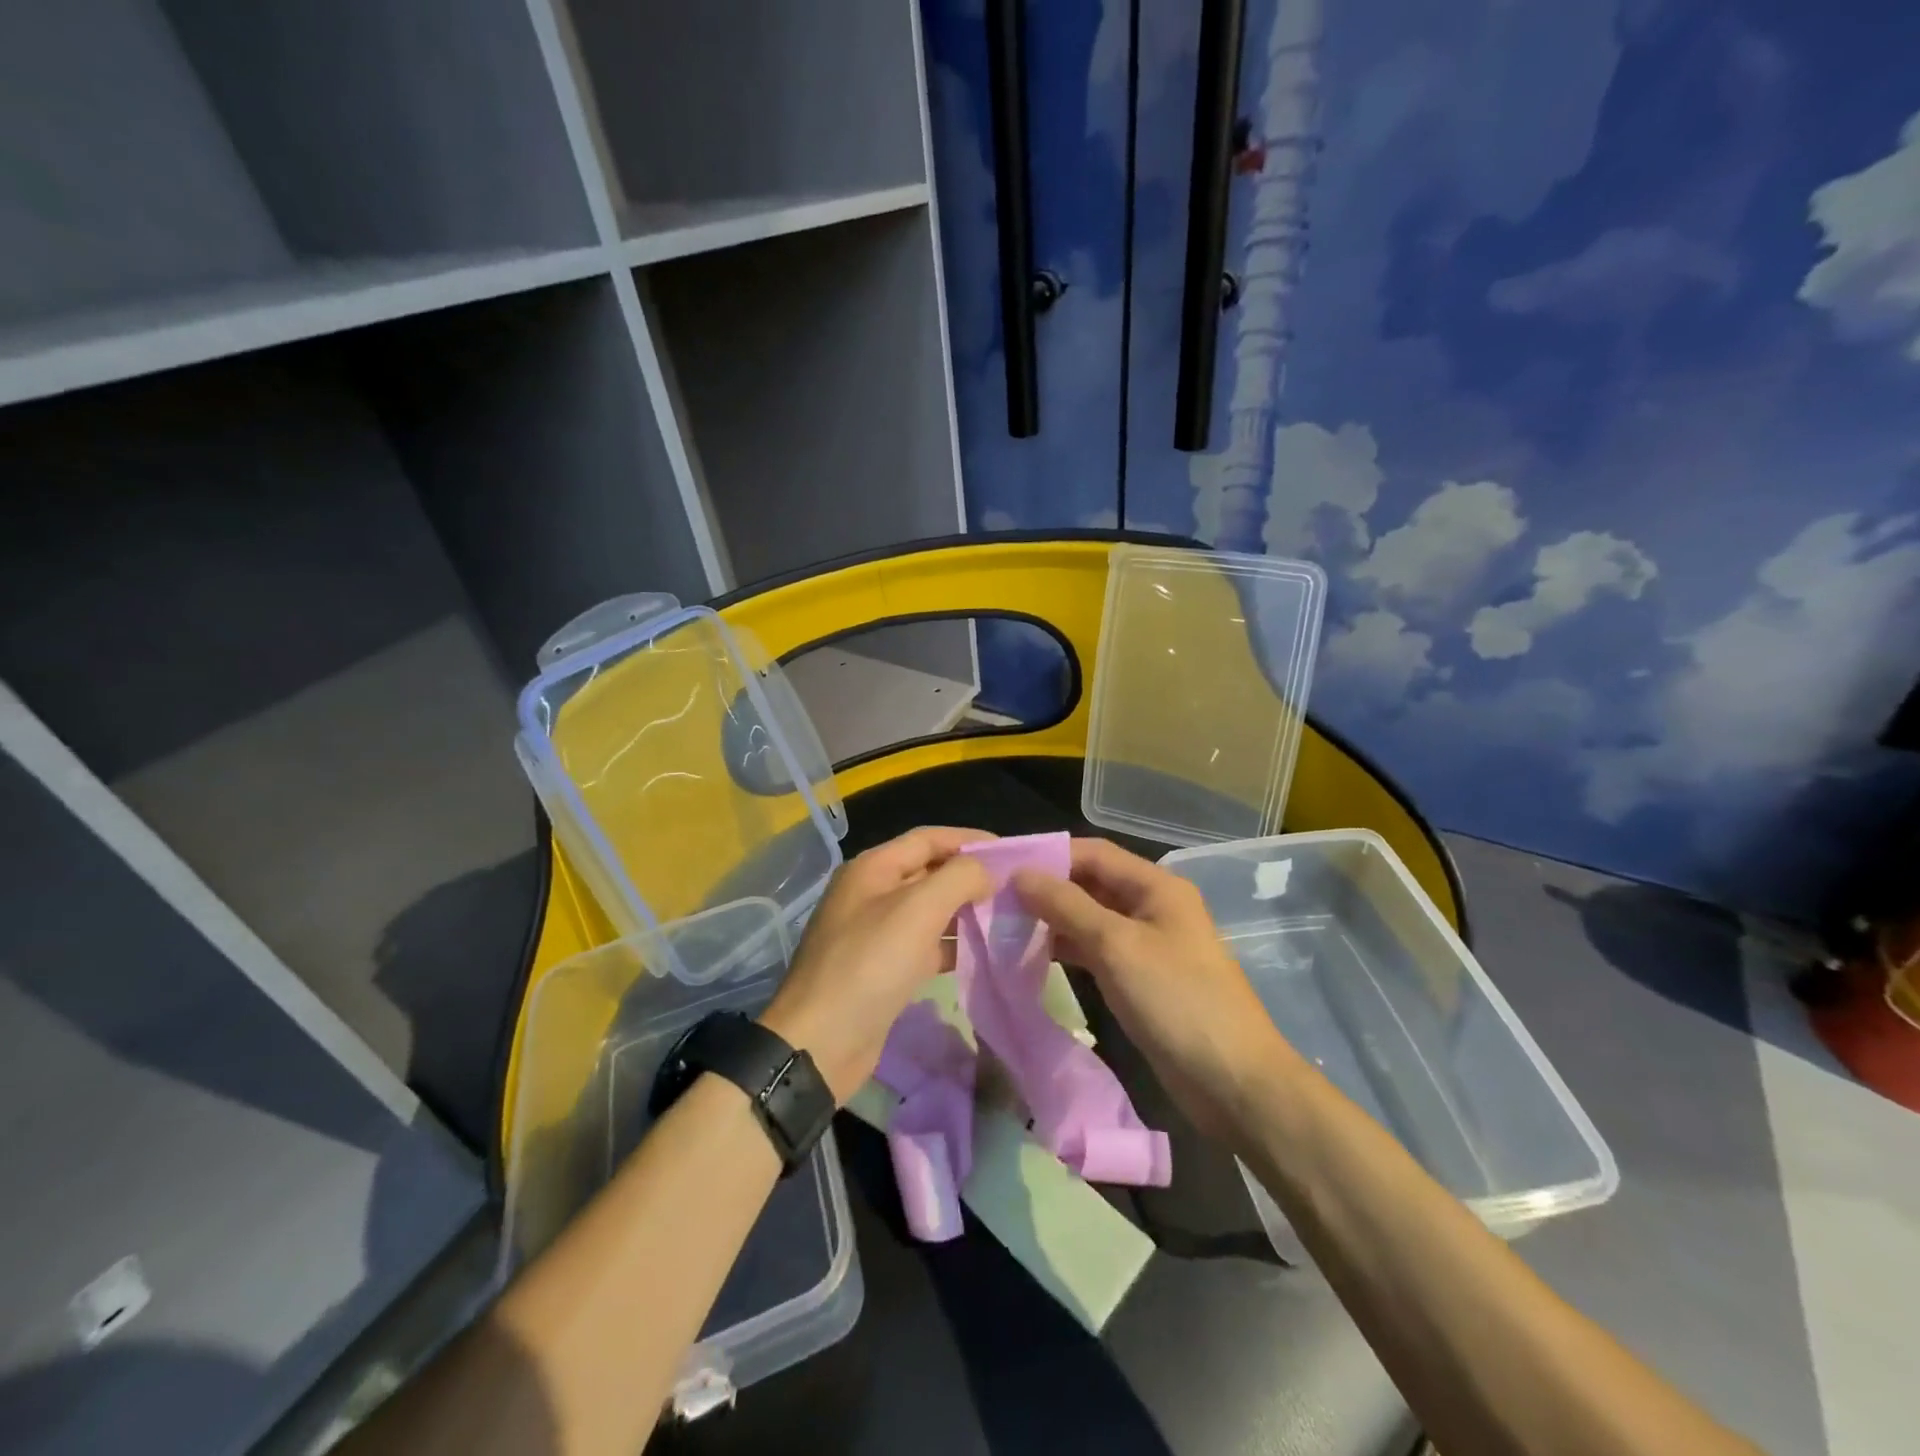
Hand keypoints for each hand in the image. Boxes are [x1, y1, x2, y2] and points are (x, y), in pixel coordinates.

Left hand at [762, 827, 995, 1101]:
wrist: (821, 1043)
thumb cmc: (870, 964)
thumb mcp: (918, 910)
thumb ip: (958, 878)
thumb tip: (987, 871)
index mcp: (873, 868)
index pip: (929, 838)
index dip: (970, 840)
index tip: (1012, 853)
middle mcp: (873, 893)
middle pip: (930, 871)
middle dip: (971, 876)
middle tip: (1016, 888)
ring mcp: (877, 932)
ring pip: (931, 910)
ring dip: (966, 910)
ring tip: (1008, 917)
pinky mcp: (884, 969)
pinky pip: (926, 944)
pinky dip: (953, 944)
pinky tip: (984, 952)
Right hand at [1013, 838, 1294, 1139]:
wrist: (1233, 1083)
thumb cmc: (1177, 1002)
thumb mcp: (1117, 946)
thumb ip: (1066, 906)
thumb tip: (1020, 874)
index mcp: (1156, 886)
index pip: (1093, 853)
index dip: (1048, 856)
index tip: (1001, 868)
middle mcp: (1152, 907)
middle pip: (1091, 884)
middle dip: (1047, 889)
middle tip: (995, 901)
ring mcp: (1148, 944)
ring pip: (1091, 918)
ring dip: (1053, 920)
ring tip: (1005, 927)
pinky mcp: (1142, 979)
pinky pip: (1098, 950)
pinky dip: (1068, 949)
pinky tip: (1034, 956)